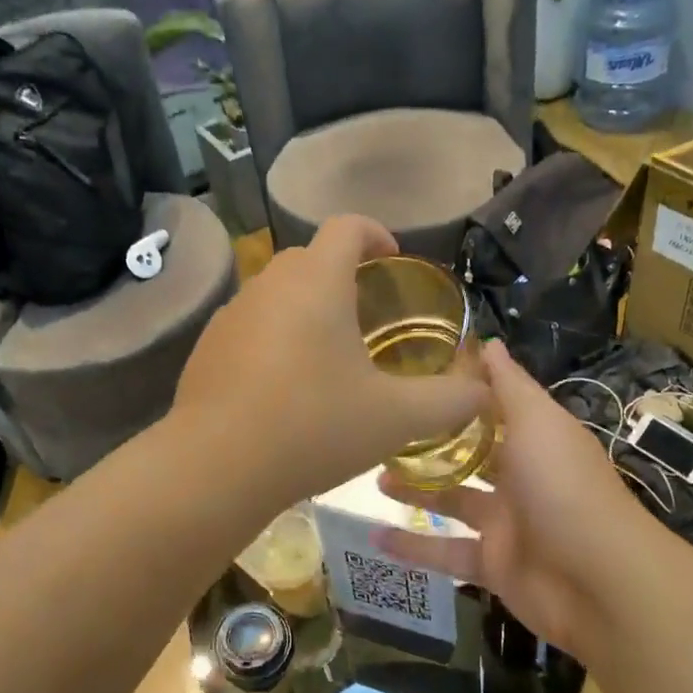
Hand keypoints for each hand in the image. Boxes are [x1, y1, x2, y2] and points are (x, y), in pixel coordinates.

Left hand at [172, 216, 489, 503]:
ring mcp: (232, 313)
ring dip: (306, 307)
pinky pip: (251, 323)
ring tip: (328, 354)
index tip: (393, 260)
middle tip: (368, 316)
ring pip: (277, 291)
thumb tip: (484, 391)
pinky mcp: (207, 345)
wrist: (216, 466)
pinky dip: (274, 336)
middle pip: (311, 257)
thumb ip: (449, 400)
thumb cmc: (313, 426)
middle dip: (343, 274)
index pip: (347, 226)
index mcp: (317, 281)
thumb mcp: (395, 418)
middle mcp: (269, 284)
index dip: (376, 233)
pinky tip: (284, 386)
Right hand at [377, 340, 656, 655]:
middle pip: (469, 454)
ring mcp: (506, 523)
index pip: (494, 407)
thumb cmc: (564, 486)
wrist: (600, 582)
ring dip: (414, 489)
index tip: (415, 373)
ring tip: (372, 475)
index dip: (460, 391)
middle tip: (384, 429)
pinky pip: (445, 552)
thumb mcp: (537, 422)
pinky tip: (373, 536)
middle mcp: (521, 476)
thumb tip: (488, 341)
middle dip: (431, 442)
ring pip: (451, 500)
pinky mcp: (492, 565)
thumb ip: (509, 384)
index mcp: (535, 438)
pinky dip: (412, 547)